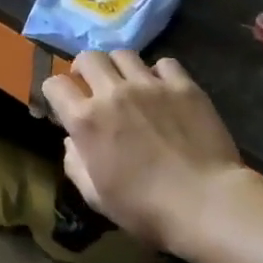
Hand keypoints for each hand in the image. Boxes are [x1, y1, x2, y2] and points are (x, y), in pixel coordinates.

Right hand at [41, 51, 243, 256]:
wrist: (208, 204)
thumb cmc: (146, 208)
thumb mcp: (96, 197)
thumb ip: (75, 164)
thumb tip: (72, 142)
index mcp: (86, 120)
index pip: (54, 84)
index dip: (55, 92)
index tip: (63, 103)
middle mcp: (112, 93)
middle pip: (88, 58)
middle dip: (84, 69)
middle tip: (93, 84)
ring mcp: (149, 85)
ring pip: (123, 54)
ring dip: (118, 67)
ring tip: (127, 82)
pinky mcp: (183, 86)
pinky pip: (164, 63)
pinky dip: (159, 73)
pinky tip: (164, 89)